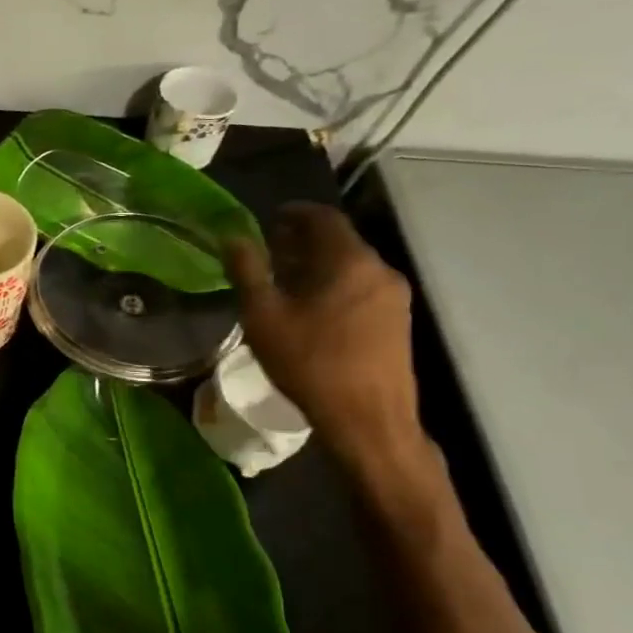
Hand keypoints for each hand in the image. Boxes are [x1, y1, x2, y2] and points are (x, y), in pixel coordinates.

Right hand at [224, 202, 424, 466]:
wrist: (368, 420)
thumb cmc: (310, 362)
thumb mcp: (264, 315)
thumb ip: (248, 270)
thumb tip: (233, 237)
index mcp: (349, 260)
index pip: (323, 217)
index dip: (294, 212)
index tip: (268, 219)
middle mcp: (379, 270)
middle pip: (339, 240)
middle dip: (303, 240)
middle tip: (269, 252)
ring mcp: (395, 297)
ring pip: (351, 265)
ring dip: (318, 264)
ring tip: (285, 282)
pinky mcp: (398, 321)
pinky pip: (362, 287)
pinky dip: (335, 284)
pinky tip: (312, 308)